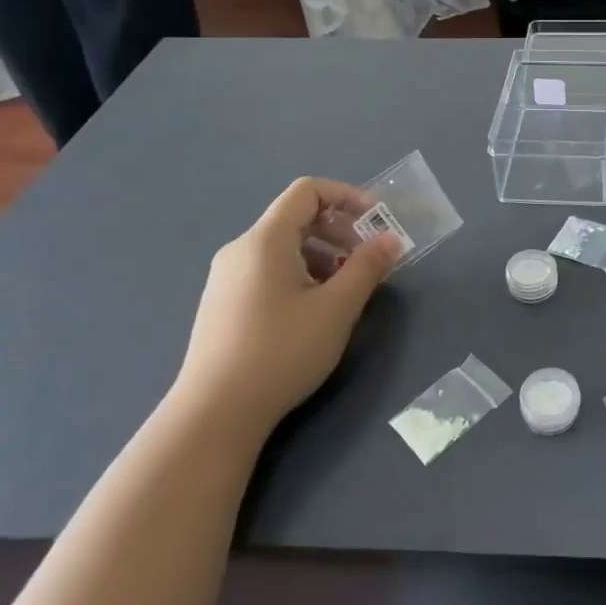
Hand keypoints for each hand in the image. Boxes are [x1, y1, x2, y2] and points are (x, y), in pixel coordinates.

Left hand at [173, 178, 400, 440]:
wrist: (214, 414)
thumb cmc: (281, 351)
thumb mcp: (337, 308)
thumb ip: (367, 267)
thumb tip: (391, 239)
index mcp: (265, 240)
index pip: (308, 191)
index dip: (347, 196)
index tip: (376, 222)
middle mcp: (240, 249)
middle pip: (296, 218)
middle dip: (340, 231)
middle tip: (367, 262)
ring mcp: (226, 278)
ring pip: (283, 248)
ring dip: (322, 256)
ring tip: (343, 292)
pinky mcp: (222, 304)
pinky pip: (268, 270)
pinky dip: (299, 275)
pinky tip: (312, 313)